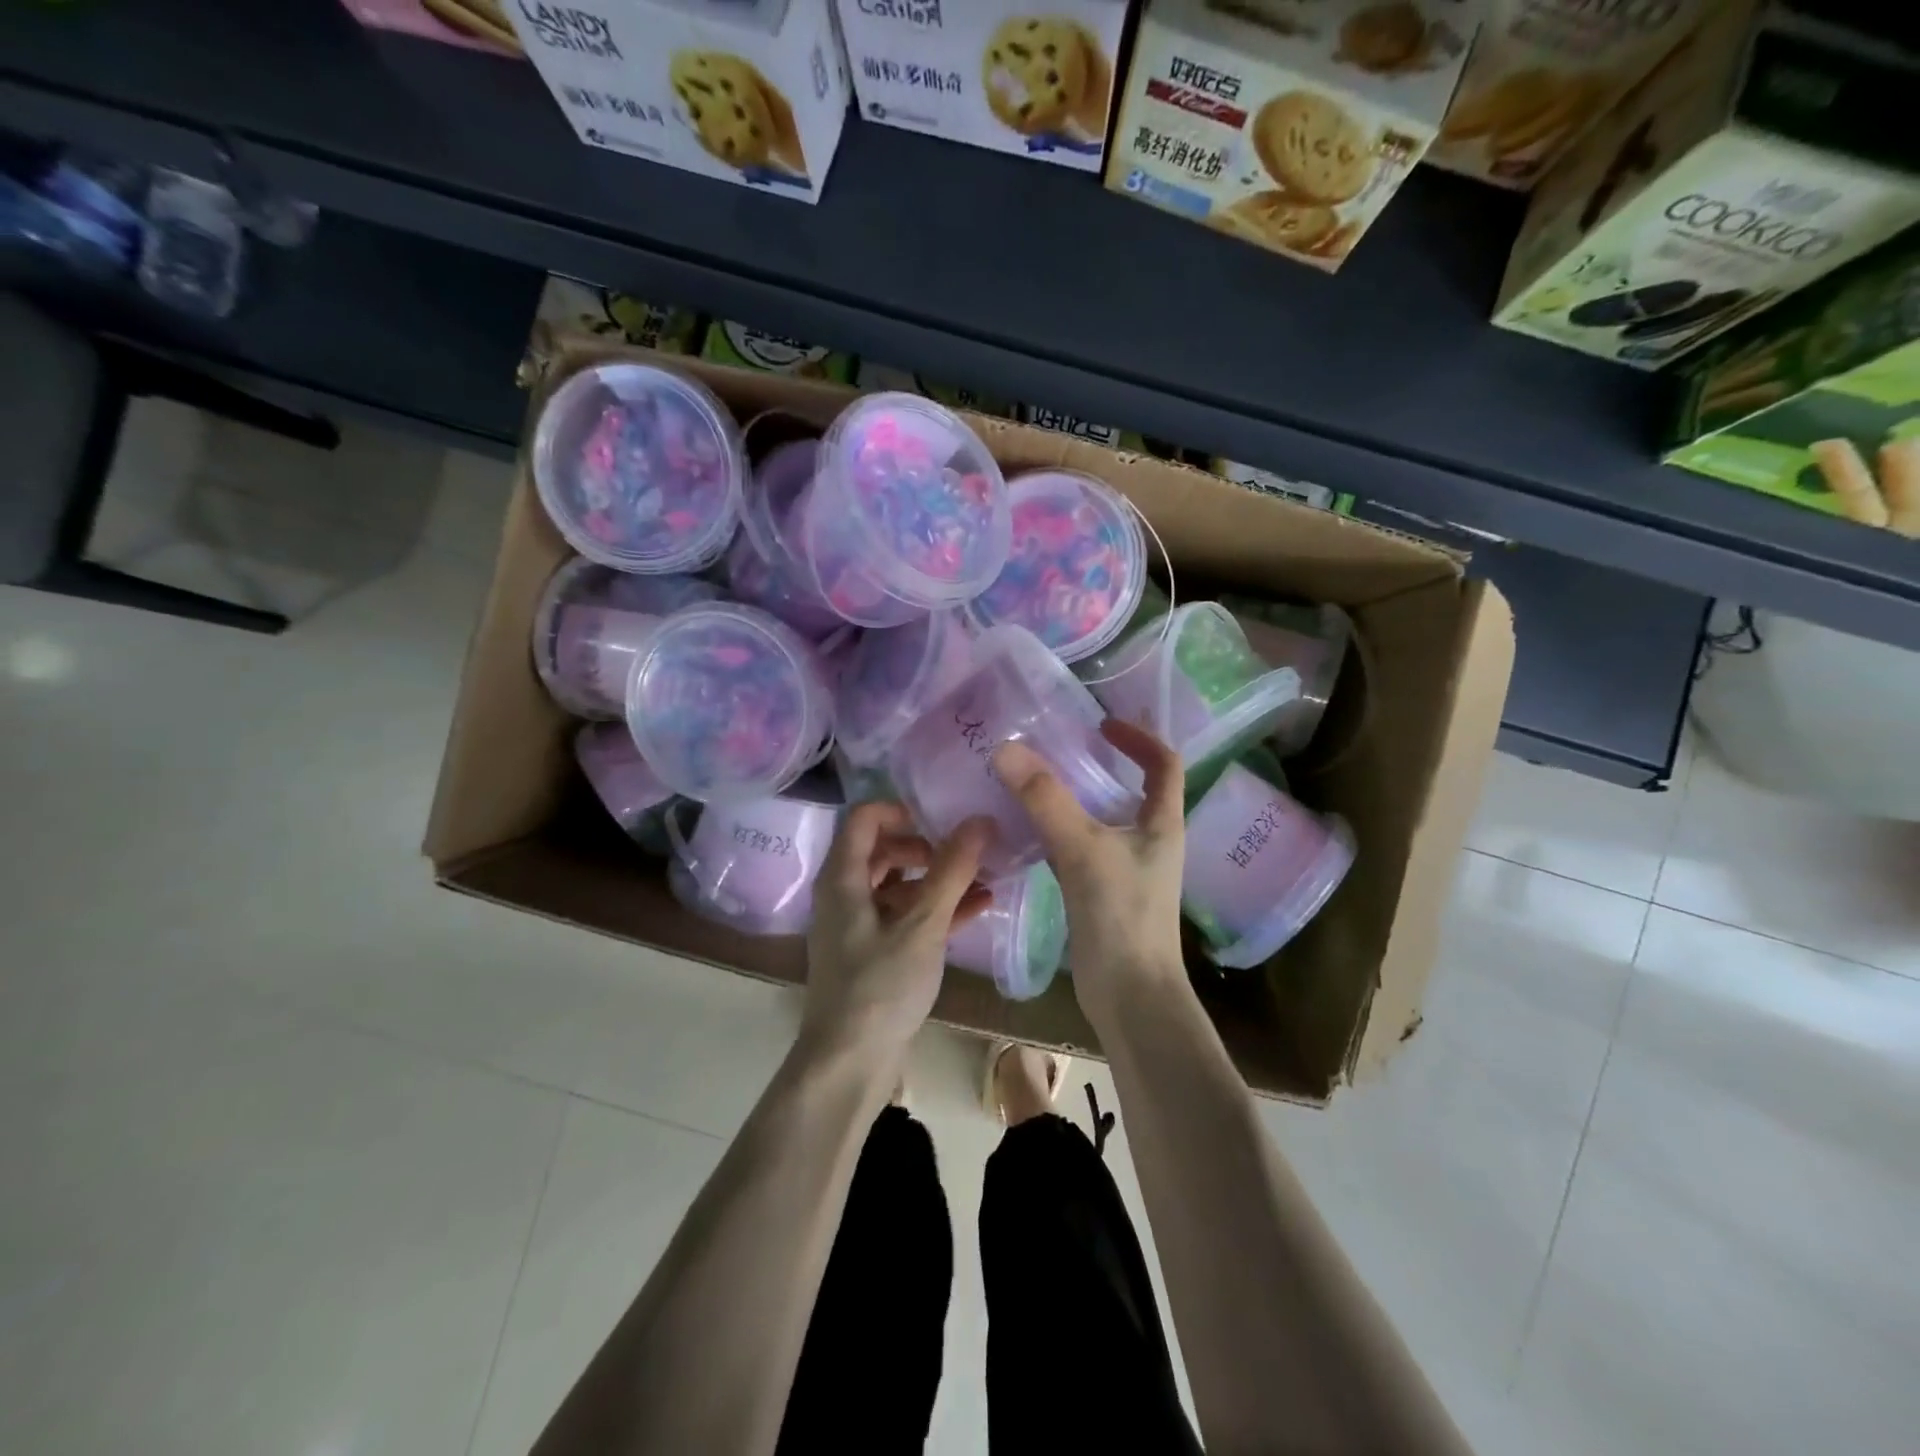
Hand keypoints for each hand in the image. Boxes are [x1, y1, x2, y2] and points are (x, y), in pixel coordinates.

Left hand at [803, 802, 992, 1061]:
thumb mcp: (922, 926)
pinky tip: (979, 908)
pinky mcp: (872, 953)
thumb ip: (951, 872)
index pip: (864, 817)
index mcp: (843, 878)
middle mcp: (844, 895)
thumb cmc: (880, 987)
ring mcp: (857, 926)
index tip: (941, 820)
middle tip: (964, 852)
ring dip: (938, 880)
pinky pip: (904, 917)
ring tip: (984, 877)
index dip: (901, 810)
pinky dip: (935, 909)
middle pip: (883, 849)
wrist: (848, 1065)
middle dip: (926, 846)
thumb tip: (980, 821)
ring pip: (898, 885)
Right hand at [994, 720, 1186, 1023]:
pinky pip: (1081, 847)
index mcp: (1162, 823)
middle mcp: (1151, 840)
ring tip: (1034, 782)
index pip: (1164, 763)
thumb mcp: (1082, 849)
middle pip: (1131, 788)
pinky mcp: (1104, 892)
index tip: (1101, 723)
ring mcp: (1128, 868)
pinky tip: (1027, 831)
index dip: (1139, 737)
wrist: (1130, 996)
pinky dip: (1059, 832)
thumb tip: (1006, 749)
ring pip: (1102, 819)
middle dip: (1099, 764)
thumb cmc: (1120, 916)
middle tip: (1055, 748)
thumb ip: (1045, 800)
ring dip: (1075, 798)